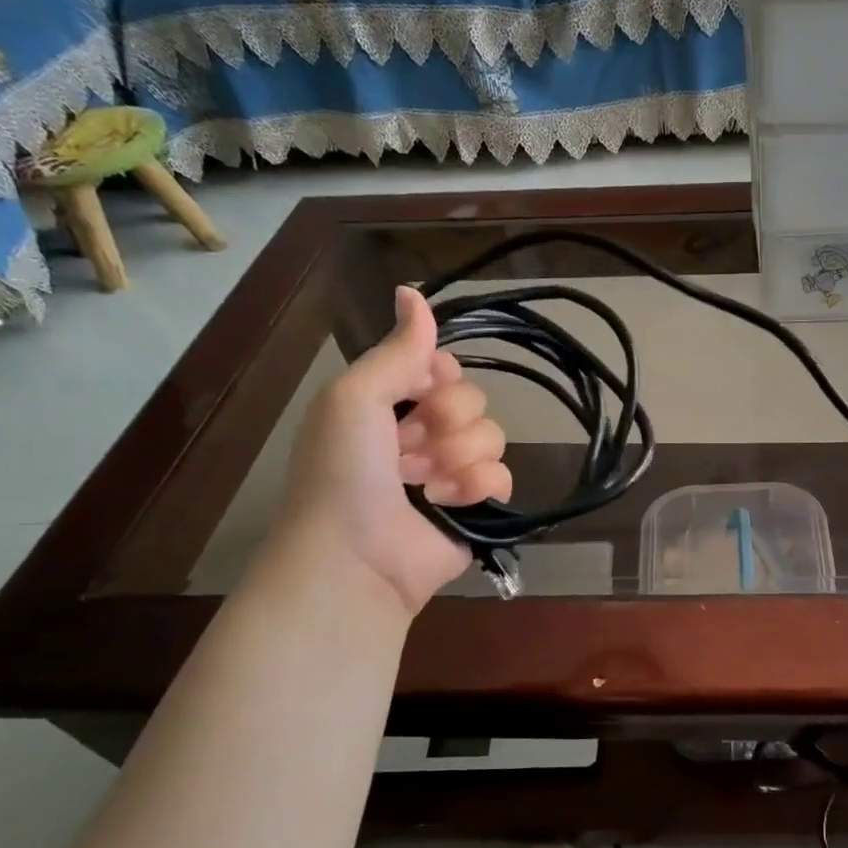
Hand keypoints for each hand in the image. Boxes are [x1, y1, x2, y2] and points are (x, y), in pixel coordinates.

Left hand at [277, 287, 511, 615]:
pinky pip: (503, 477)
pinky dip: (476, 488)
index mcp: (390, 405)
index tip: (419, 391)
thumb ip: (397, 349)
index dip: (438, 376)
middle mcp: (422, 434)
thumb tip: (412, 290)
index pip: (442, 367)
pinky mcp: (476, 507)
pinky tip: (447, 503)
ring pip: (492, 437)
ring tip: (423, 483)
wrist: (355, 557)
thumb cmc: (344, 471)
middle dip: (445, 422)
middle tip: (408, 448)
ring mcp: (451, 473)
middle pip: (472, 400)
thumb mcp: (356, 397)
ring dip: (457, 457)